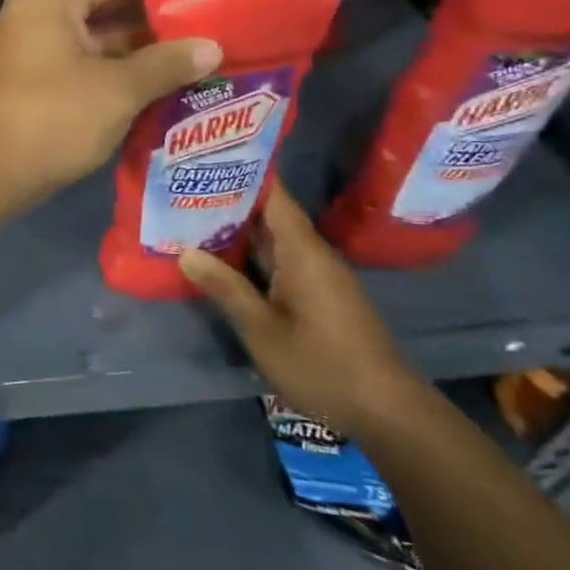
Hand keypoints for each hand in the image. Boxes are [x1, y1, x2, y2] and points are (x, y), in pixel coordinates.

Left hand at [0, 0, 220, 208]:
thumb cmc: (56, 117)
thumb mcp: (120, 88)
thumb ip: (166, 63)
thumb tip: (211, 48)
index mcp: (48, 0)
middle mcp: (32, 15)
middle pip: (97, 0)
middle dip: (146, 11)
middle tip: (198, 18)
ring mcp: (26, 50)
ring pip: (87, 35)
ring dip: (131, 44)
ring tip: (185, 50)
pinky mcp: (28, 81)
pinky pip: (76, 60)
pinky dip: (110, 66)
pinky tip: (150, 80)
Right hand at [179, 182, 424, 435]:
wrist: (386, 411)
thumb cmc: (320, 363)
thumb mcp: (261, 328)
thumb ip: (224, 287)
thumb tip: (185, 252)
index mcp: (303, 251)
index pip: (273, 195)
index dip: (242, 173)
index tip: (206, 158)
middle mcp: (313, 254)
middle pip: (269, 215)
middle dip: (229, 201)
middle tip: (183, 188)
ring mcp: (319, 276)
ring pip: (273, 240)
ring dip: (237, 230)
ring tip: (192, 217)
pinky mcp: (320, 296)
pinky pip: (281, 261)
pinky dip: (251, 254)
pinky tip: (221, 260)